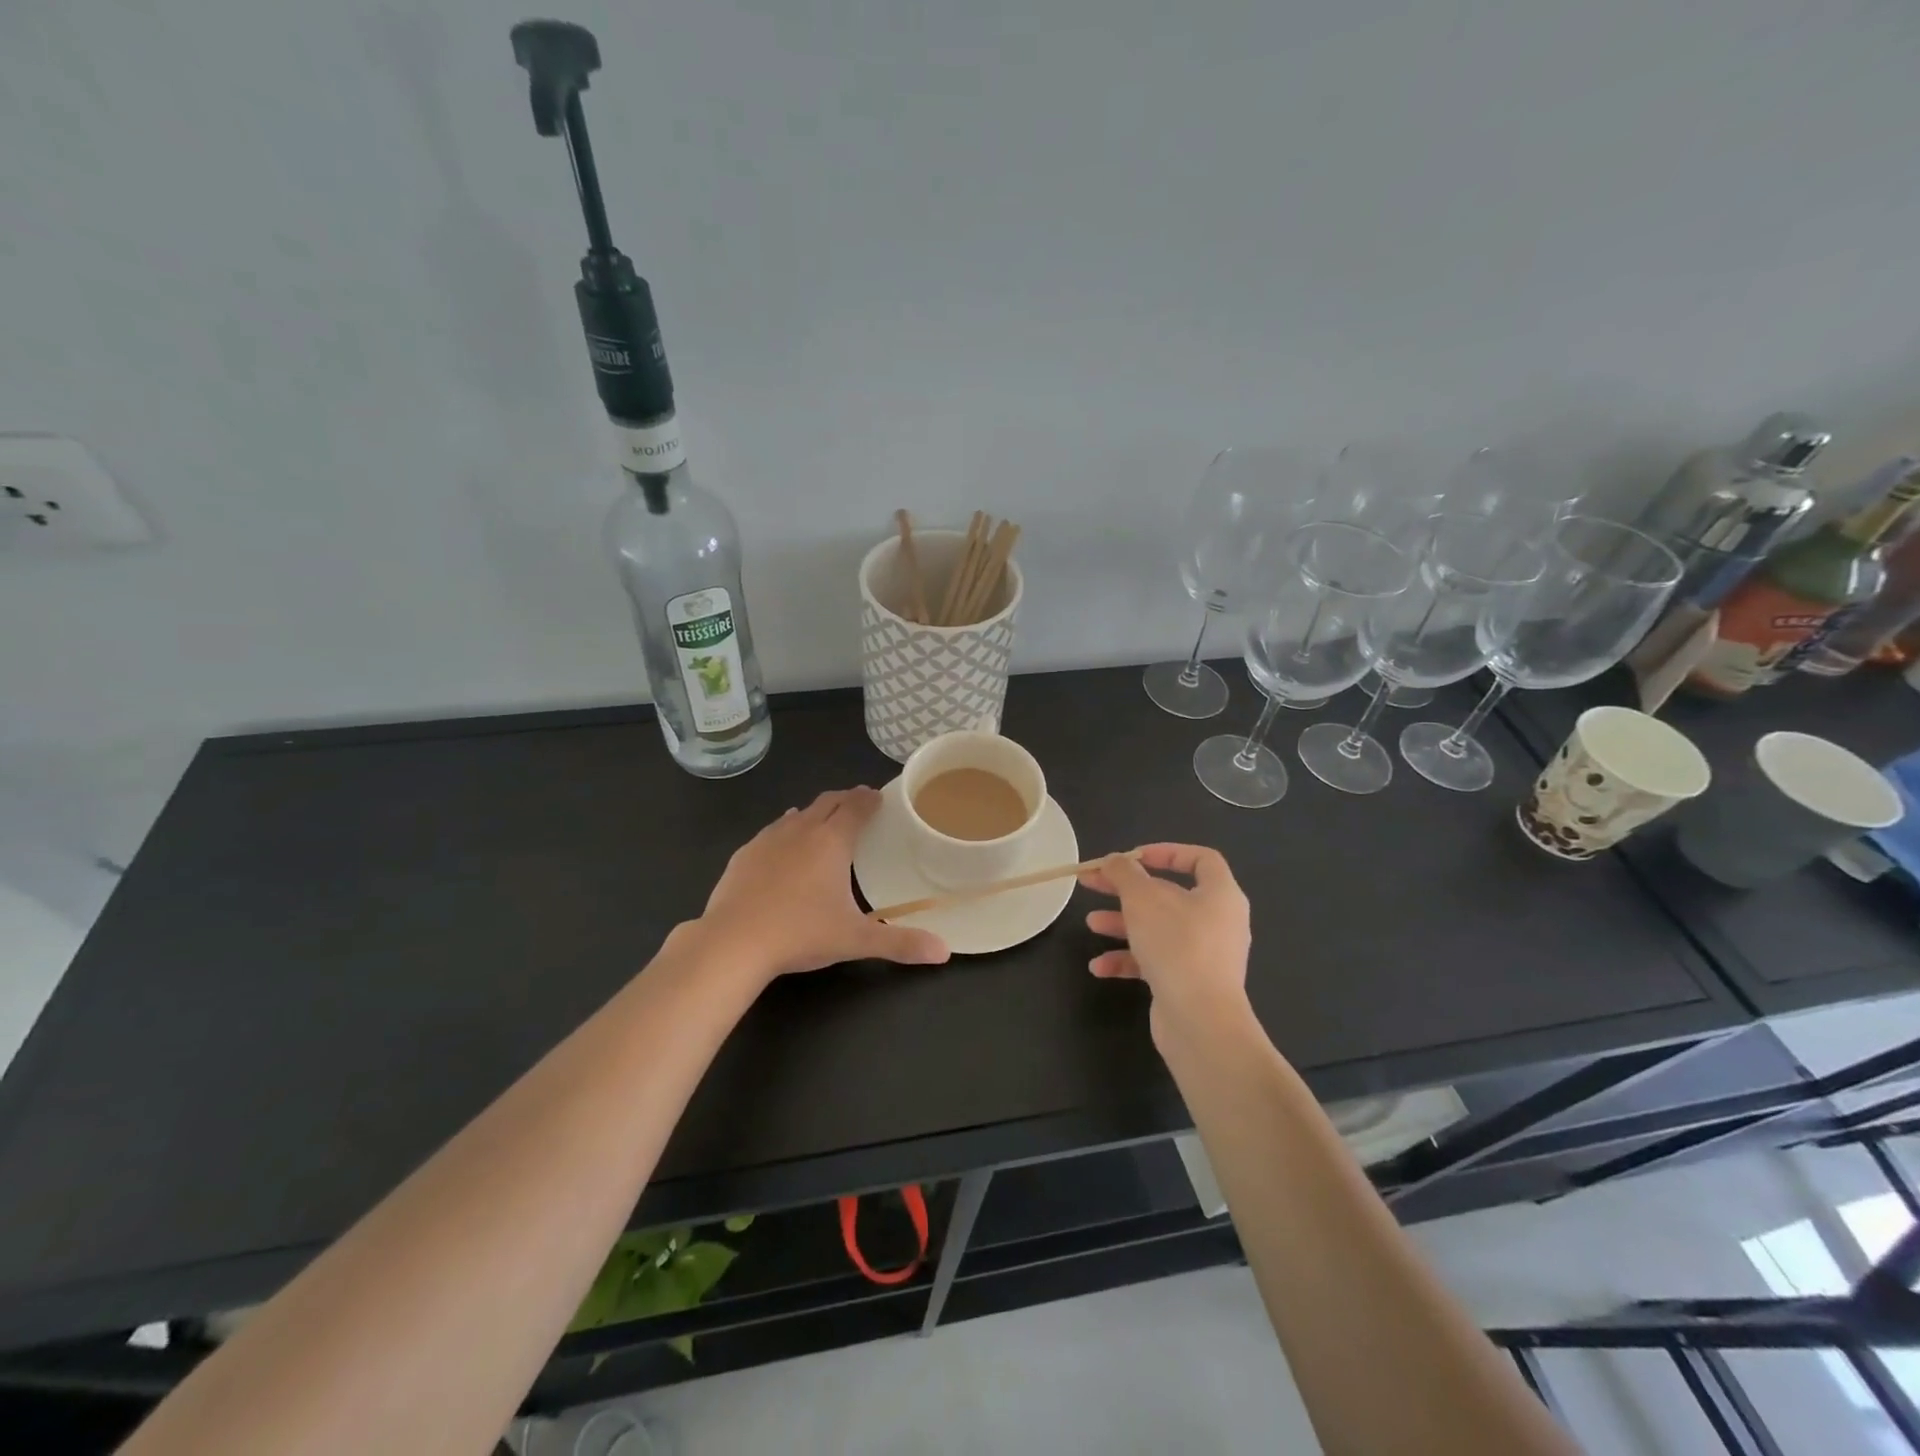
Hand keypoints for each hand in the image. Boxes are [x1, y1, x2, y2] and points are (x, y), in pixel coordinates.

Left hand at [697, 788, 950, 981]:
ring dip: (815, 812)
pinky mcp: (744, 854)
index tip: (879, 796)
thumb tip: (944, 951)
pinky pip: (771, 831)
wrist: (733, 942)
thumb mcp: (855, 940)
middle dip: (845, 799)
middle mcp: (801, 830)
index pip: (855, 807)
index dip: (869, 799)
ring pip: (798, 814)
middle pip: (827, 802)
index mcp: (831, 842)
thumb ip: (900, 943)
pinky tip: (783, 843)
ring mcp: (768, 839)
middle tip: (858, 803)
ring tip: (824, 820)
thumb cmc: (801, 934)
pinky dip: (786, 830)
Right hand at [1080, 843, 1251, 1039]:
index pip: (1200, 860)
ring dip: (1122, 924)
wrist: (1200, 1022)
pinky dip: (1128, 960)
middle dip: (1126, 890)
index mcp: (1220, 895)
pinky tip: (1099, 966)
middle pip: (1168, 895)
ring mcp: (1204, 956)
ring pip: (1158, 929)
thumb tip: (1115, 860)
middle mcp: (1217, 922)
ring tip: (1091, 924)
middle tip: (1092, 883)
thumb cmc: (1176, 945)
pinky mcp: (1188, 984)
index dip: (1166, 852)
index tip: (1133, 857)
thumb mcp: (1142, 898)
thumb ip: (1124, 873)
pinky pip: (1155, 962)